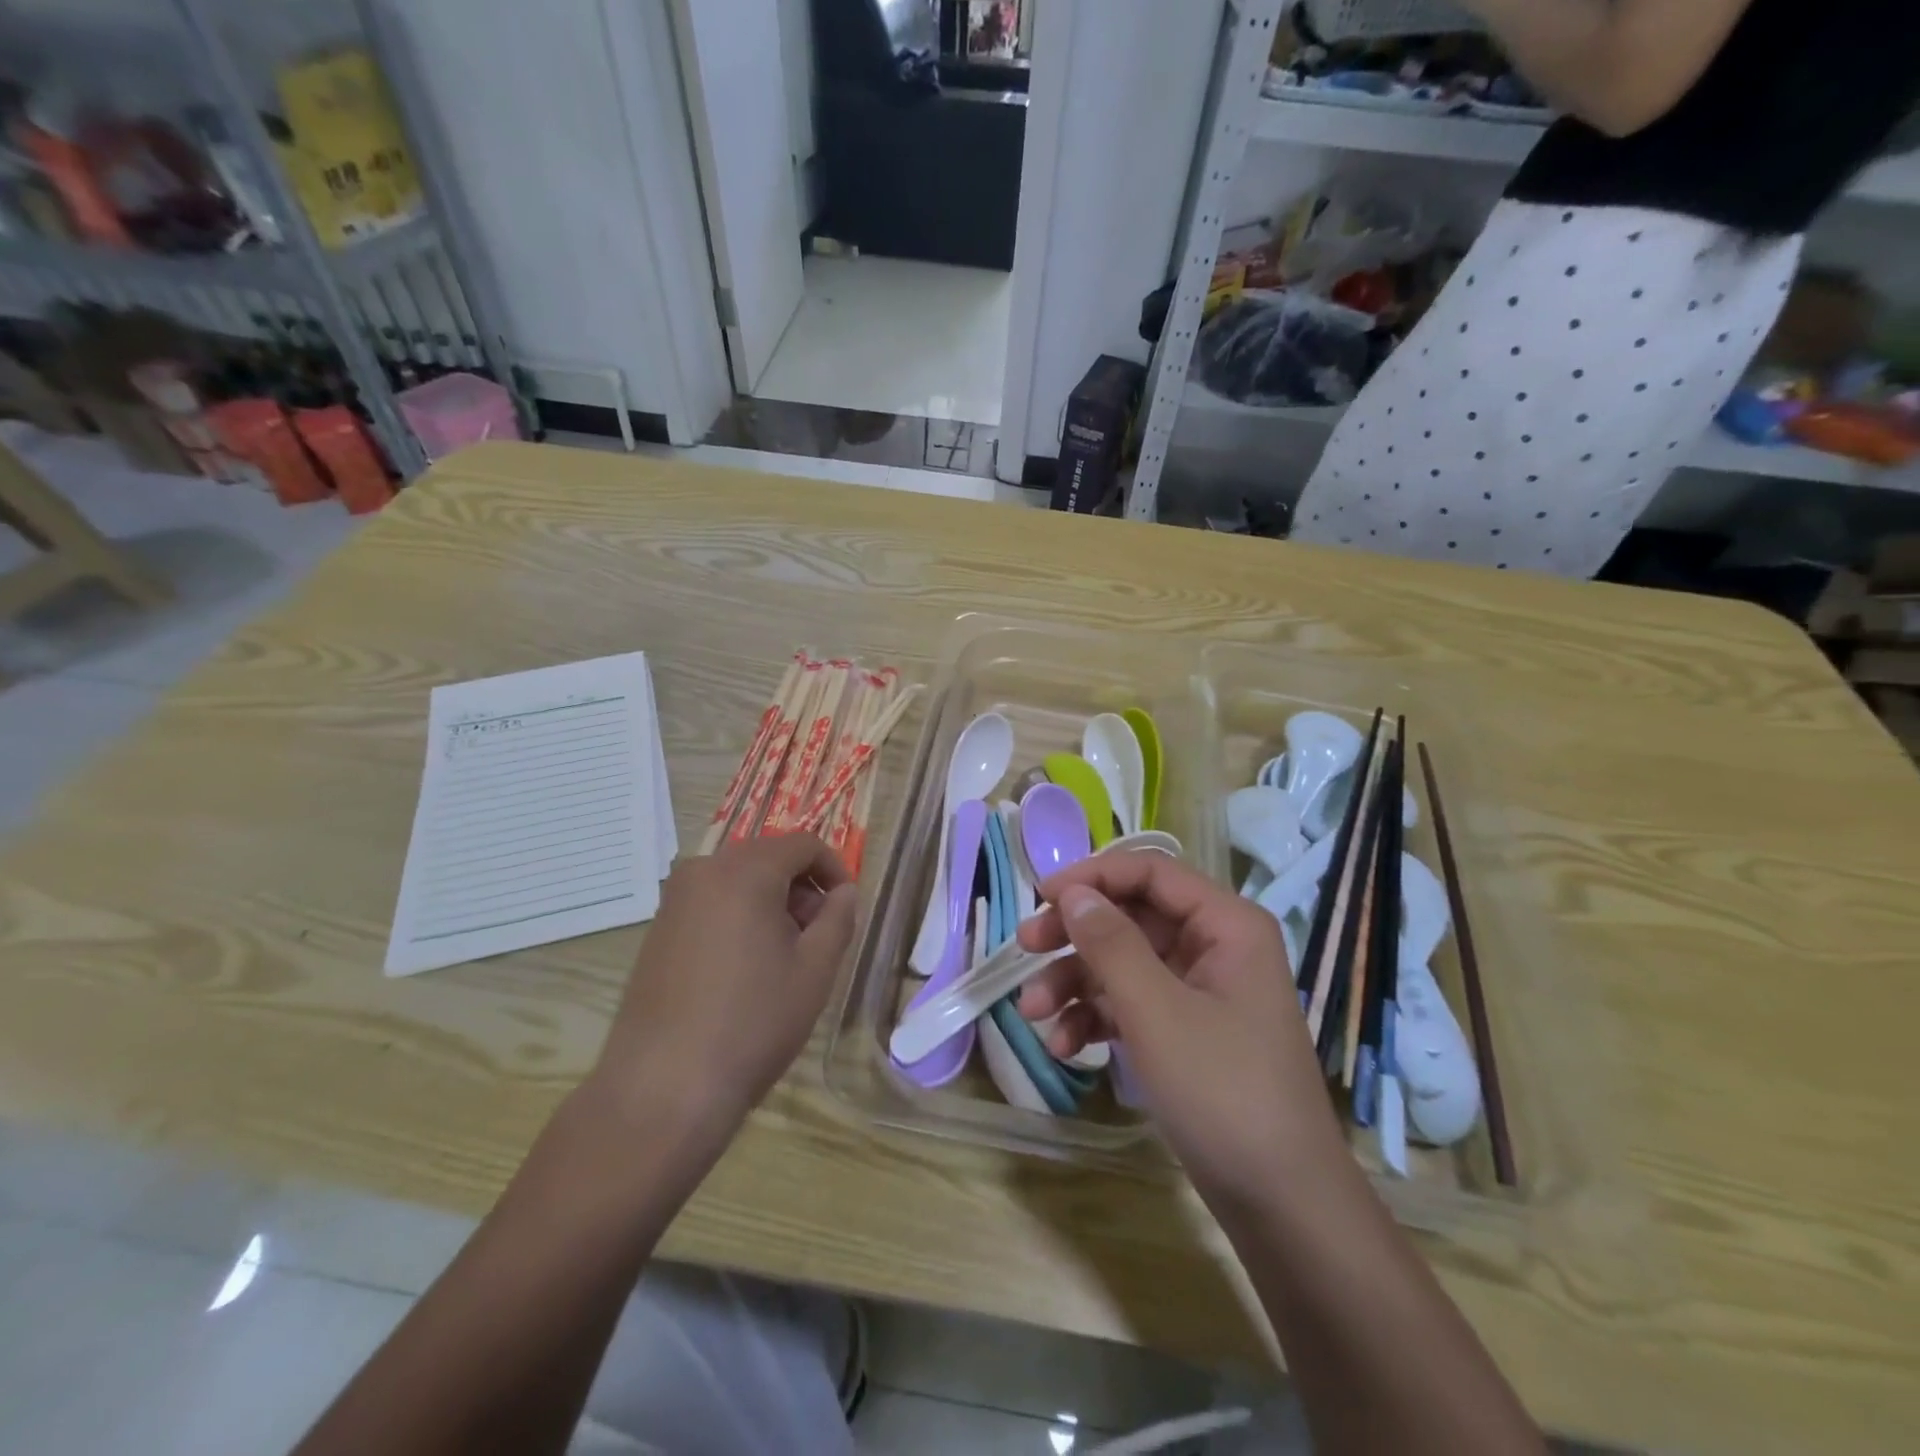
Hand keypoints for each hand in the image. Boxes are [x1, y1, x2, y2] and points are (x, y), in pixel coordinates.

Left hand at [591, 834, 858, 1129]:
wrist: (663, 1087)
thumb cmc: (753, 1022)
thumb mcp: (815, 969)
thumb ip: (838, 918)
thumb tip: (843, 892)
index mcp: (746, 871)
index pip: (803, 844)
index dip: (834, 869)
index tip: (846, 908)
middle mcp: (704, 871)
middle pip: (768, 857)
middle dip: (801, 887)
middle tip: (819, 935)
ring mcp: (674, 900)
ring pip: (738, 880)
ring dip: (771, 902)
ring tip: (784, 956)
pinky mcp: (657, 930)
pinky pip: (711, 902)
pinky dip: (739, 916)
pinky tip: (745, 968)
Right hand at [1016, 853, 1346, 1210]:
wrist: (1283, 1207)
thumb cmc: (1224, 1092)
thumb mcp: (1156, 1012)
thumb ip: (1111, 944)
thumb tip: (1073, 892)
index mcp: (1226, 925)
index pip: (1150, 871)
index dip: (1093, 876)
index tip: (1040, 897)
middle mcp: (1214, 947)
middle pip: (1130, 917)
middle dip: (1075, 935)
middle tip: (1024, 947)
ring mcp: (1199, 992)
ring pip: (1123, 964)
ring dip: (1074, 983)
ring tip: (1031, 1013)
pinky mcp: (1185, 1033)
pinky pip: (1131, 1005)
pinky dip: (1094, 1018)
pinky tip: (1062, 1046)